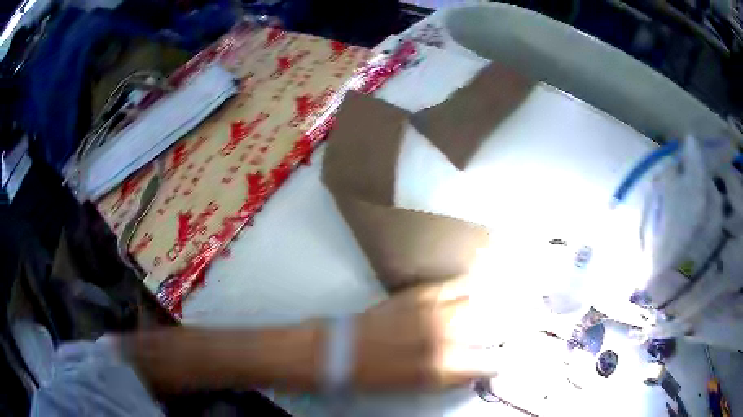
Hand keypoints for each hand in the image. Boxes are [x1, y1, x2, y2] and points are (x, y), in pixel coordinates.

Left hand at [351, 277, 502, 389]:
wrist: (348, 348)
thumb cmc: (382, 374)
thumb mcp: (422, 385)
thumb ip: (454, 377)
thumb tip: (476, 371)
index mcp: (446, 366)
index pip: (490, 364)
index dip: (499, 363)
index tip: (502, 361)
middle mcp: (447, 336)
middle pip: (493, 328)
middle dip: (504, 330)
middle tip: (509, 329)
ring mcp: (437, 310)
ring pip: (482, 302)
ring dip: (496, 304)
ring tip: (505, 303)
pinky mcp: (425, 292)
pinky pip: (460, 283)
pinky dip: (475, 284)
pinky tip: (483, 284)